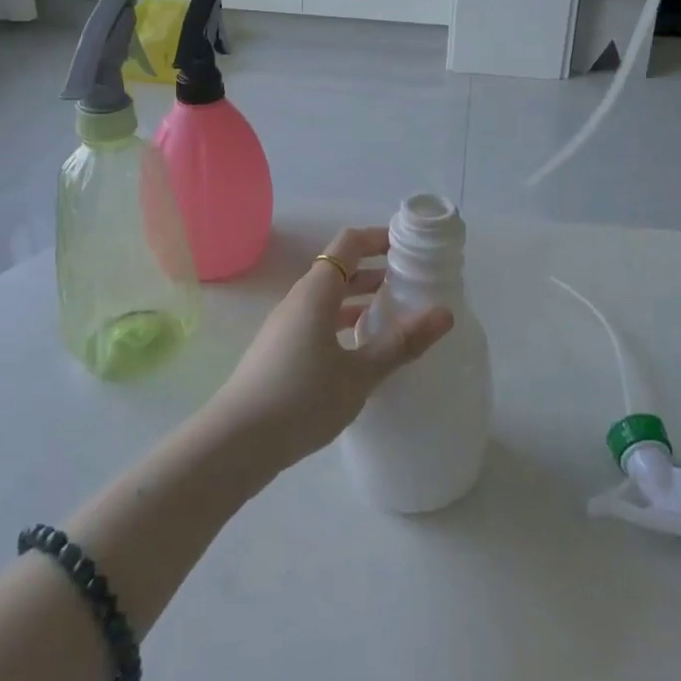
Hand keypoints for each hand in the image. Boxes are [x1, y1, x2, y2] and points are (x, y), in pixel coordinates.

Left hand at [204, 225, 452, 472]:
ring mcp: (286, 326)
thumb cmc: (301, 398)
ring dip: (360, 299)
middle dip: (375, 270)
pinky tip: (361, 350)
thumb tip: (445, 313)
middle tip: (412, 283)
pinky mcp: (280, 352)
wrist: (236, 443)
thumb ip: (401, 343)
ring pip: (328, 299)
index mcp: (316, 292)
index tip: (410, 247)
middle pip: (339, 270)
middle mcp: (299, 300)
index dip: (379, 237)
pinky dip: (344, 323)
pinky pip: (318, 321)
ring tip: (394, 314)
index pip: (349, 244)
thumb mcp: (360, 373)